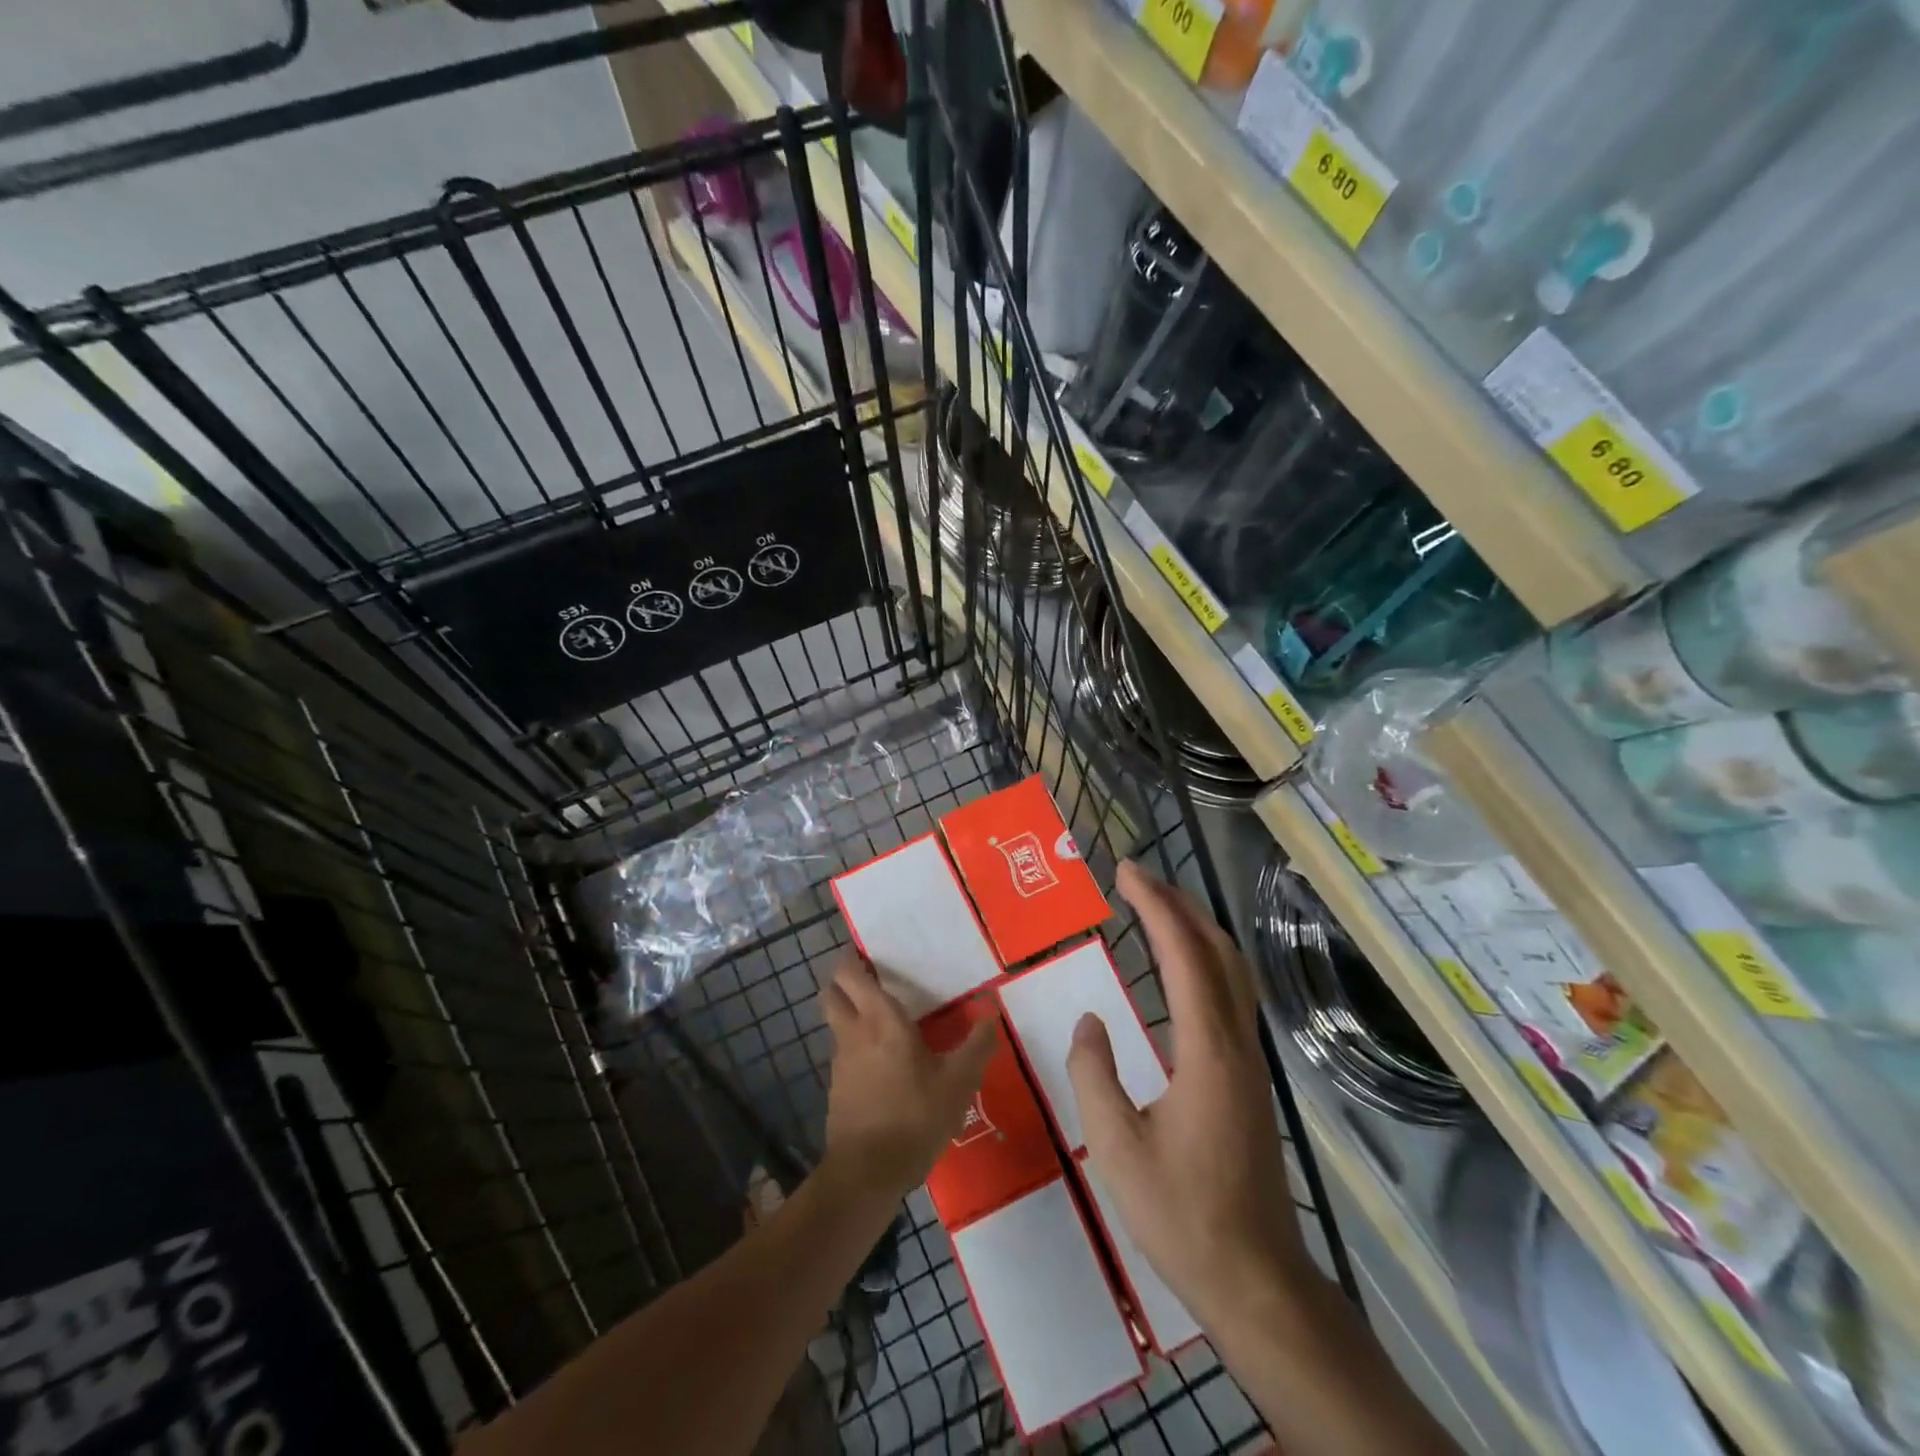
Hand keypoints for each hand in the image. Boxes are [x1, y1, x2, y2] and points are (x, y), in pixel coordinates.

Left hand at [821, 952, 996, 1199]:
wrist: (867, 1173)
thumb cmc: (915, 1117)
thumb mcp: (958, 1082)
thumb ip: (977, 1045)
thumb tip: (992, 1010)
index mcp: (881, 1020)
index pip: (850, 973)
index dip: (853, 958)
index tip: (870, 953)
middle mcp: (854, 1032)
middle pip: (832, 991)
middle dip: (844, 980)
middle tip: (873, 979)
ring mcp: (840, 1061)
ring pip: (836, 1022)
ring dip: (850, 1013)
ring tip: (882, 1019)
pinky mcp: (836, 1088)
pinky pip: (843, 1052)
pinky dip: (855, 1046)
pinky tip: (880, 1063)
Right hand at [1067, 861, 1310, 1328]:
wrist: (1256, 1278)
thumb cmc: (1182, 1214)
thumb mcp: (1117, 1147)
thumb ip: (1095, 1074)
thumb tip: (1090, 1021)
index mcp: (1206, 1050)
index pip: (1183, 955)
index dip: (1154, 906)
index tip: (1125, 872)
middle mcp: (1235, 1042)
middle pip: (1216, 950)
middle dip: (1177, 903)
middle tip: (1136, 877)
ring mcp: (1248, 1059)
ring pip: (1231, 970)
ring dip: (1195, 927)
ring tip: (1155, 906)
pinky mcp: (1248, 1077)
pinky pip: (1230, 994)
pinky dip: (1204, 959)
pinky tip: (1179, 969)